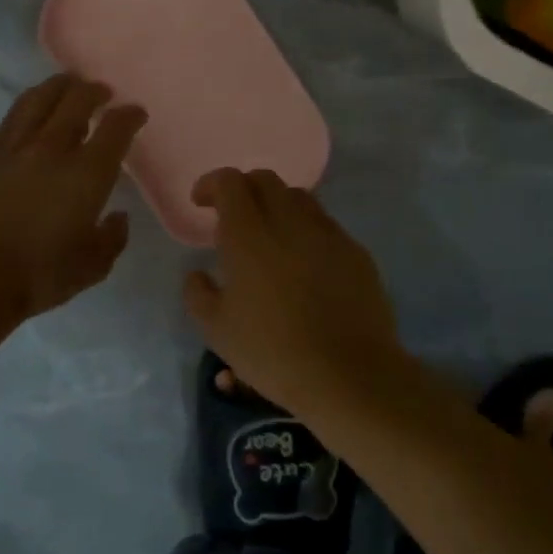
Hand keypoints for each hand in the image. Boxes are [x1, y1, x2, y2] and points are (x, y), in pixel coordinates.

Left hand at [0, 74, 146, 320]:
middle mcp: (52, 149)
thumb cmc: (40, 276)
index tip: (135, 113)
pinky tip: (30, 113)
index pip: (116, 127)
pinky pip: (9, 120)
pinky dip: (27, 108)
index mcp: (87, 173)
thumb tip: (117, 216)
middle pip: (77, 100)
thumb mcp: (93, 266)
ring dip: (58, 87)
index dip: (129, 115)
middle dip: (94, 91)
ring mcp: (14, 149)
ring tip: (66, 85)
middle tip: (101, 92)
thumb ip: (113, 238)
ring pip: (38, 100)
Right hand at [181, 169, 403, 409]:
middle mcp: (289, 221)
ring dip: (277, 205)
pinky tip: (304, 261)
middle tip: (233, 216)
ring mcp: (327, 233)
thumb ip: (198, 294)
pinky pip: (325, 224)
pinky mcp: (355, 250)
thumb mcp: (217, 331)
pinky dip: (306, 229)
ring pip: (298, 197)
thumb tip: (197, 274)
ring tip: (270, 235)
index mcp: (249, 234)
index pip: (230, 182)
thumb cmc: (273, 352)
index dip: (212, 184)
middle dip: (244, 188)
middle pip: (265, 180)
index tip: (201, 202)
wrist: (349, 373)